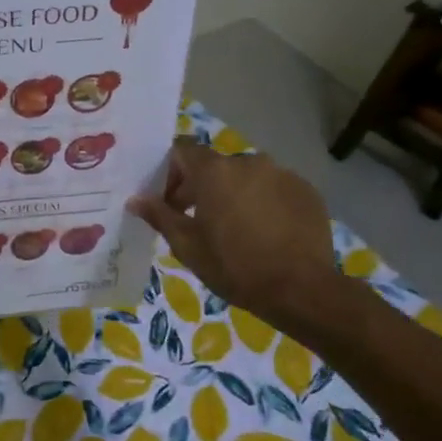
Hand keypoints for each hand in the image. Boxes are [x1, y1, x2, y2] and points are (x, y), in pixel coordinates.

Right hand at [127, 141, 346, 335]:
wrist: (301, 289)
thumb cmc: (234, 266)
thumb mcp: (187, 245)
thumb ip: (159, 216)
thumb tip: (135, 199)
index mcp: (215, 171)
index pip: (182, 151)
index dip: (169, 172)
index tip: (167, 201)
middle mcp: (249, 162)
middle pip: (215, 166)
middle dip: (200, 188)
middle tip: (195, 222)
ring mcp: (282, 174)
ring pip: (246, 178)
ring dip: (232, 195)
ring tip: (233, 230)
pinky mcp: (306, 191)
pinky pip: (273, 189)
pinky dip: (262, 203)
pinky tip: (264, 233)